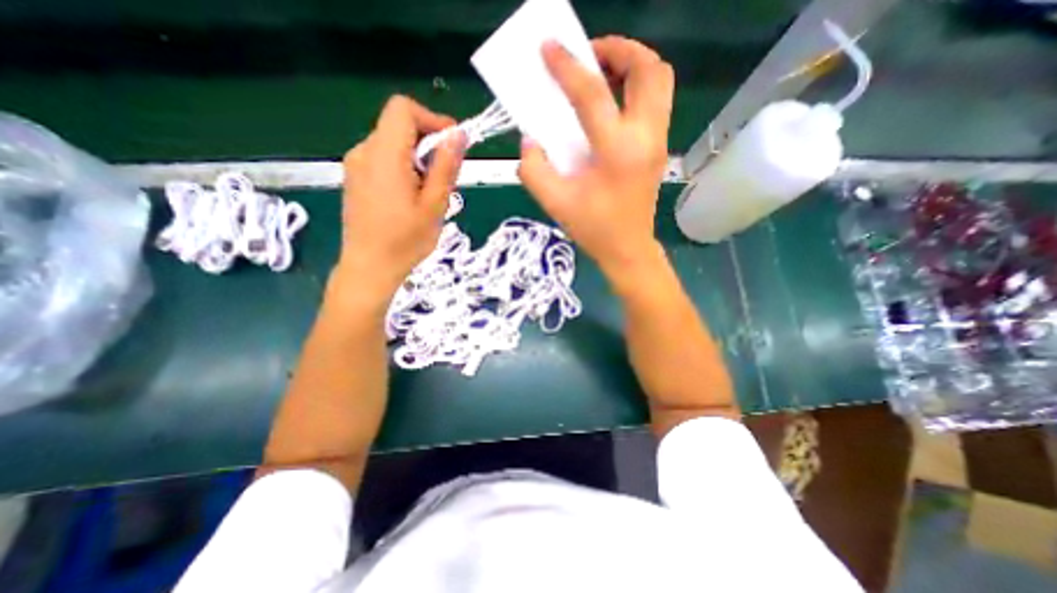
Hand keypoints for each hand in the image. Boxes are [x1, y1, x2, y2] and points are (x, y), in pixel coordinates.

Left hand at [341, 96, 462, 299]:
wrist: (369, 268)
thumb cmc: (405, 241)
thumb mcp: (434, 205)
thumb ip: (445, 166)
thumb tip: (458, 135)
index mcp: (384, 155)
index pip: (403, 109)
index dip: (432, 119)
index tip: (452, 145)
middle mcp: (364, 152)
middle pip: (398, 126)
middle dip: (427, 143)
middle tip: (444, 178)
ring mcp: (355, 165)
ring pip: (392, 144)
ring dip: (417, 158)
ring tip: (428, 193)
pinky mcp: (355, 178)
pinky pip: (382, 159)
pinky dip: (403, 167)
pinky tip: (410, 197)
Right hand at [517, 35, 672, 275]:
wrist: (628, 248)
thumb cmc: (593, 229)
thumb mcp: (554, 202)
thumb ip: (534, 169)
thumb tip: (531, 140)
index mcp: (617, 152)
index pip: (593, 94)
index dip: (568, 67)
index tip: (549, 48)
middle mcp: (645, 137)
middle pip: (648, 69)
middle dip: (618, 49)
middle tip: (588, 57)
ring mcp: (658, 140)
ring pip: (660, 79)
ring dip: (632, 64)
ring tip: (602, 73)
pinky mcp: (660, 146)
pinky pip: (656, 99)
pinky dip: (637, 85)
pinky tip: (612, 102)